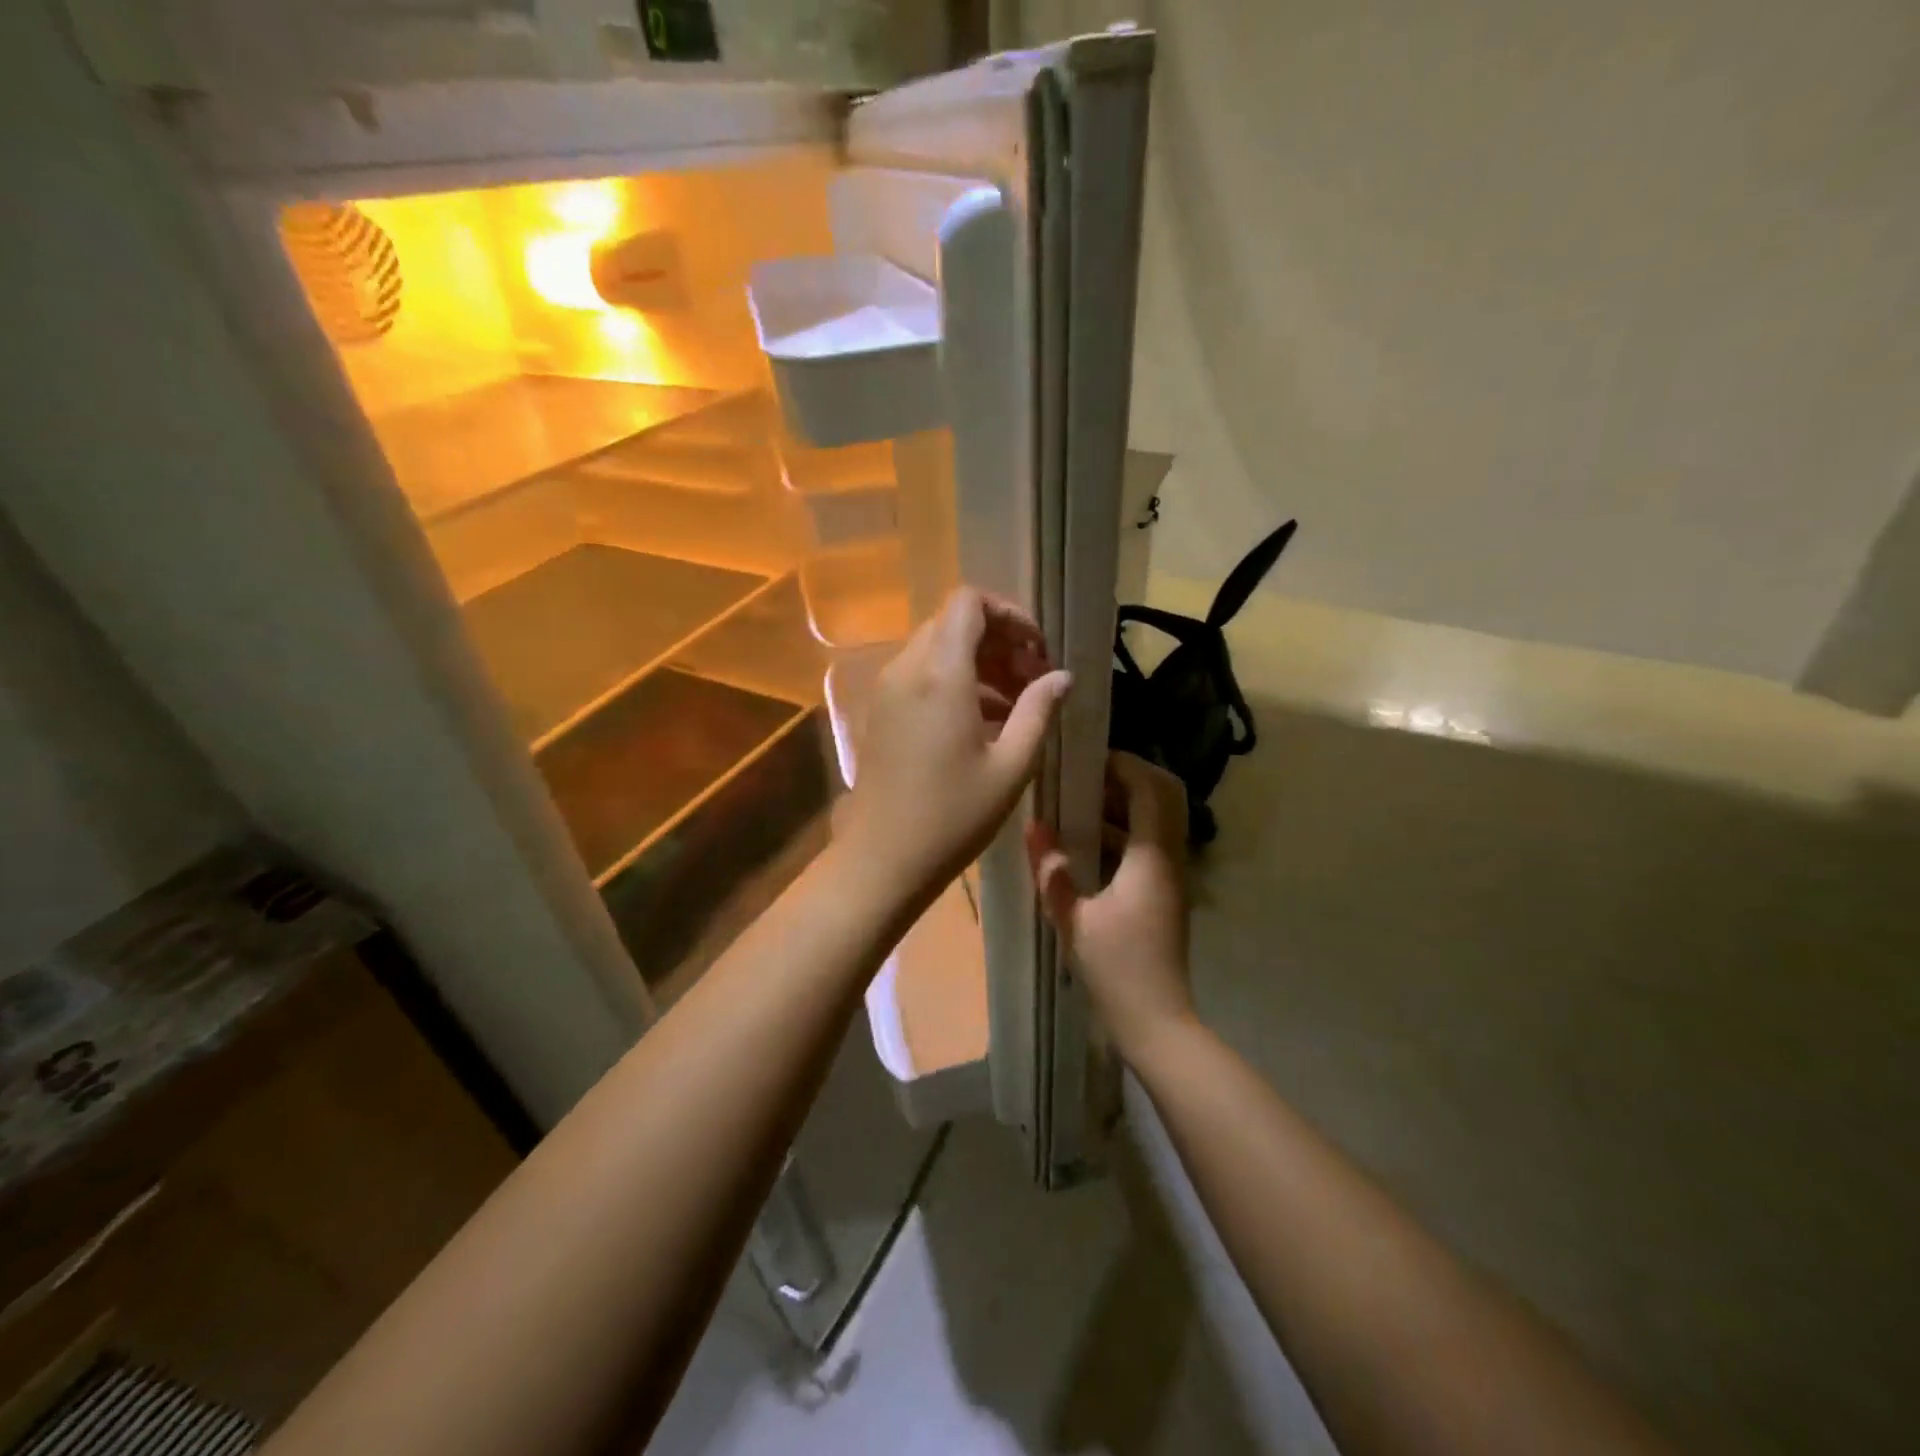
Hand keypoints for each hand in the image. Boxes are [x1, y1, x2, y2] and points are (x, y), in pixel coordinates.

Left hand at [837, 587, 1071, 909]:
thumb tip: (1062, 677)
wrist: (883, 858)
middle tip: (1032, 680)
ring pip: (936, 649)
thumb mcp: (1011, 766)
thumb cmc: (953, 816)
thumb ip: (1039, 711)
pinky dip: (954, 682)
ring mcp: (888, 690)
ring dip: (979, 663)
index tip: (1037, 651)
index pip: (968, 602)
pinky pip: (920, 676)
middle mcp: (907, 670)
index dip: (1009, 614)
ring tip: (1016, 705)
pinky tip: (984, 722)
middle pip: (953, 623)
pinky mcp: (881, 711)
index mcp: (940, 675)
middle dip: (998, 641)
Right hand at [1025, 752, 1194, 1059]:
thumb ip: (1052, 871)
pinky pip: (1149, 843)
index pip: (1151, 789)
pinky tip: (1085, 841)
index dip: (1124, 765)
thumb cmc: (1116, 969)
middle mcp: (1169, 858)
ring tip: (1078, 801)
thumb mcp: (1073, 919)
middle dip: (1129, 777)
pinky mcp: (1164, 891)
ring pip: (1158, 819)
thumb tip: (1032, 826)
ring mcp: (1170, 875)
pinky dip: (1124, 830)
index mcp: (1151, 858)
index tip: (1086, 757)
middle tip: (1085, 774)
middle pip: (1164, 796)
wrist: (1157, 1022)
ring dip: (1125, 803)